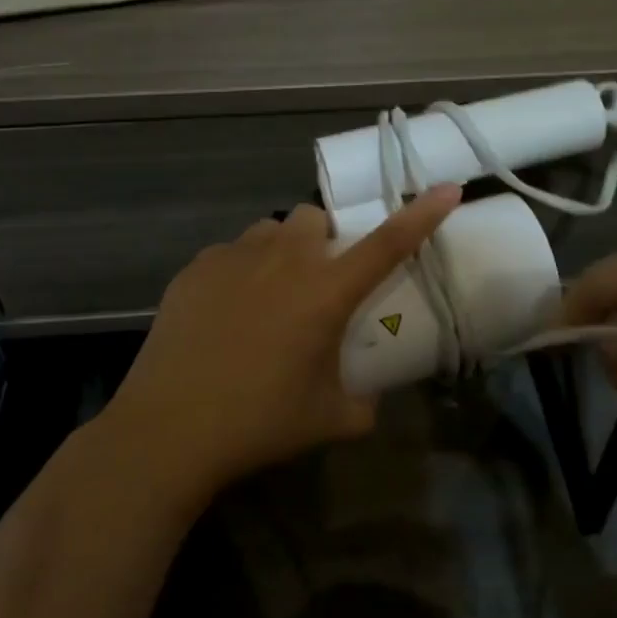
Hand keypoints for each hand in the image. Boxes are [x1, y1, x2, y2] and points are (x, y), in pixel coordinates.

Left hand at [97, 187, 462, 500]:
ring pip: (269, 230)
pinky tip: (226, 312)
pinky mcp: (194, 269)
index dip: (421, 214)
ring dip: (281, 251)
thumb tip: (370, 399)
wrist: (168, 429)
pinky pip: (229, 253)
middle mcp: (283, 260)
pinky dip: (239, 271)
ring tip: (269, 295)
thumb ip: (364, 404)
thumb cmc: (258, 423)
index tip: (447, 188)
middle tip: (317, 282)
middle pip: (314, 217)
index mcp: (325, 292)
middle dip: (324, 239)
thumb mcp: (329, 420)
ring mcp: (233, 258)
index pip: (387, 243)